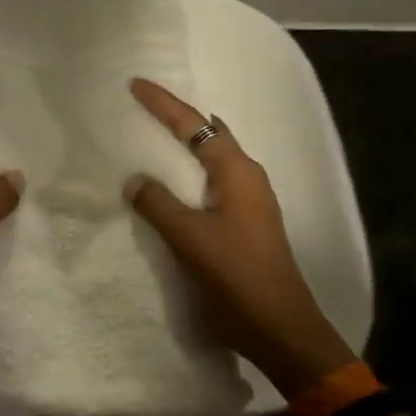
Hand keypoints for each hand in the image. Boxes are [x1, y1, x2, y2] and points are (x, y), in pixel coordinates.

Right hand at [124, 78, 357, 397]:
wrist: (280, 331)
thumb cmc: (237, 278)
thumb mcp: (191, 238)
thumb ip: (159, 204)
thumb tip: (135, 179)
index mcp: (238, 173)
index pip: (195, 126)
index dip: (164, 104)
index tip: (135, 85)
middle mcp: (246, 179)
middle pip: (207, 135)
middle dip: (177, 119)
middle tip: (142, 108)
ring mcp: (247, 202)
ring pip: (209, 160)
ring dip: (182, 147)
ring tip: (149, 139)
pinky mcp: (242, 224)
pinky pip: (208, 184)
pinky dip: (185, 174)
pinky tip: (167, 185)